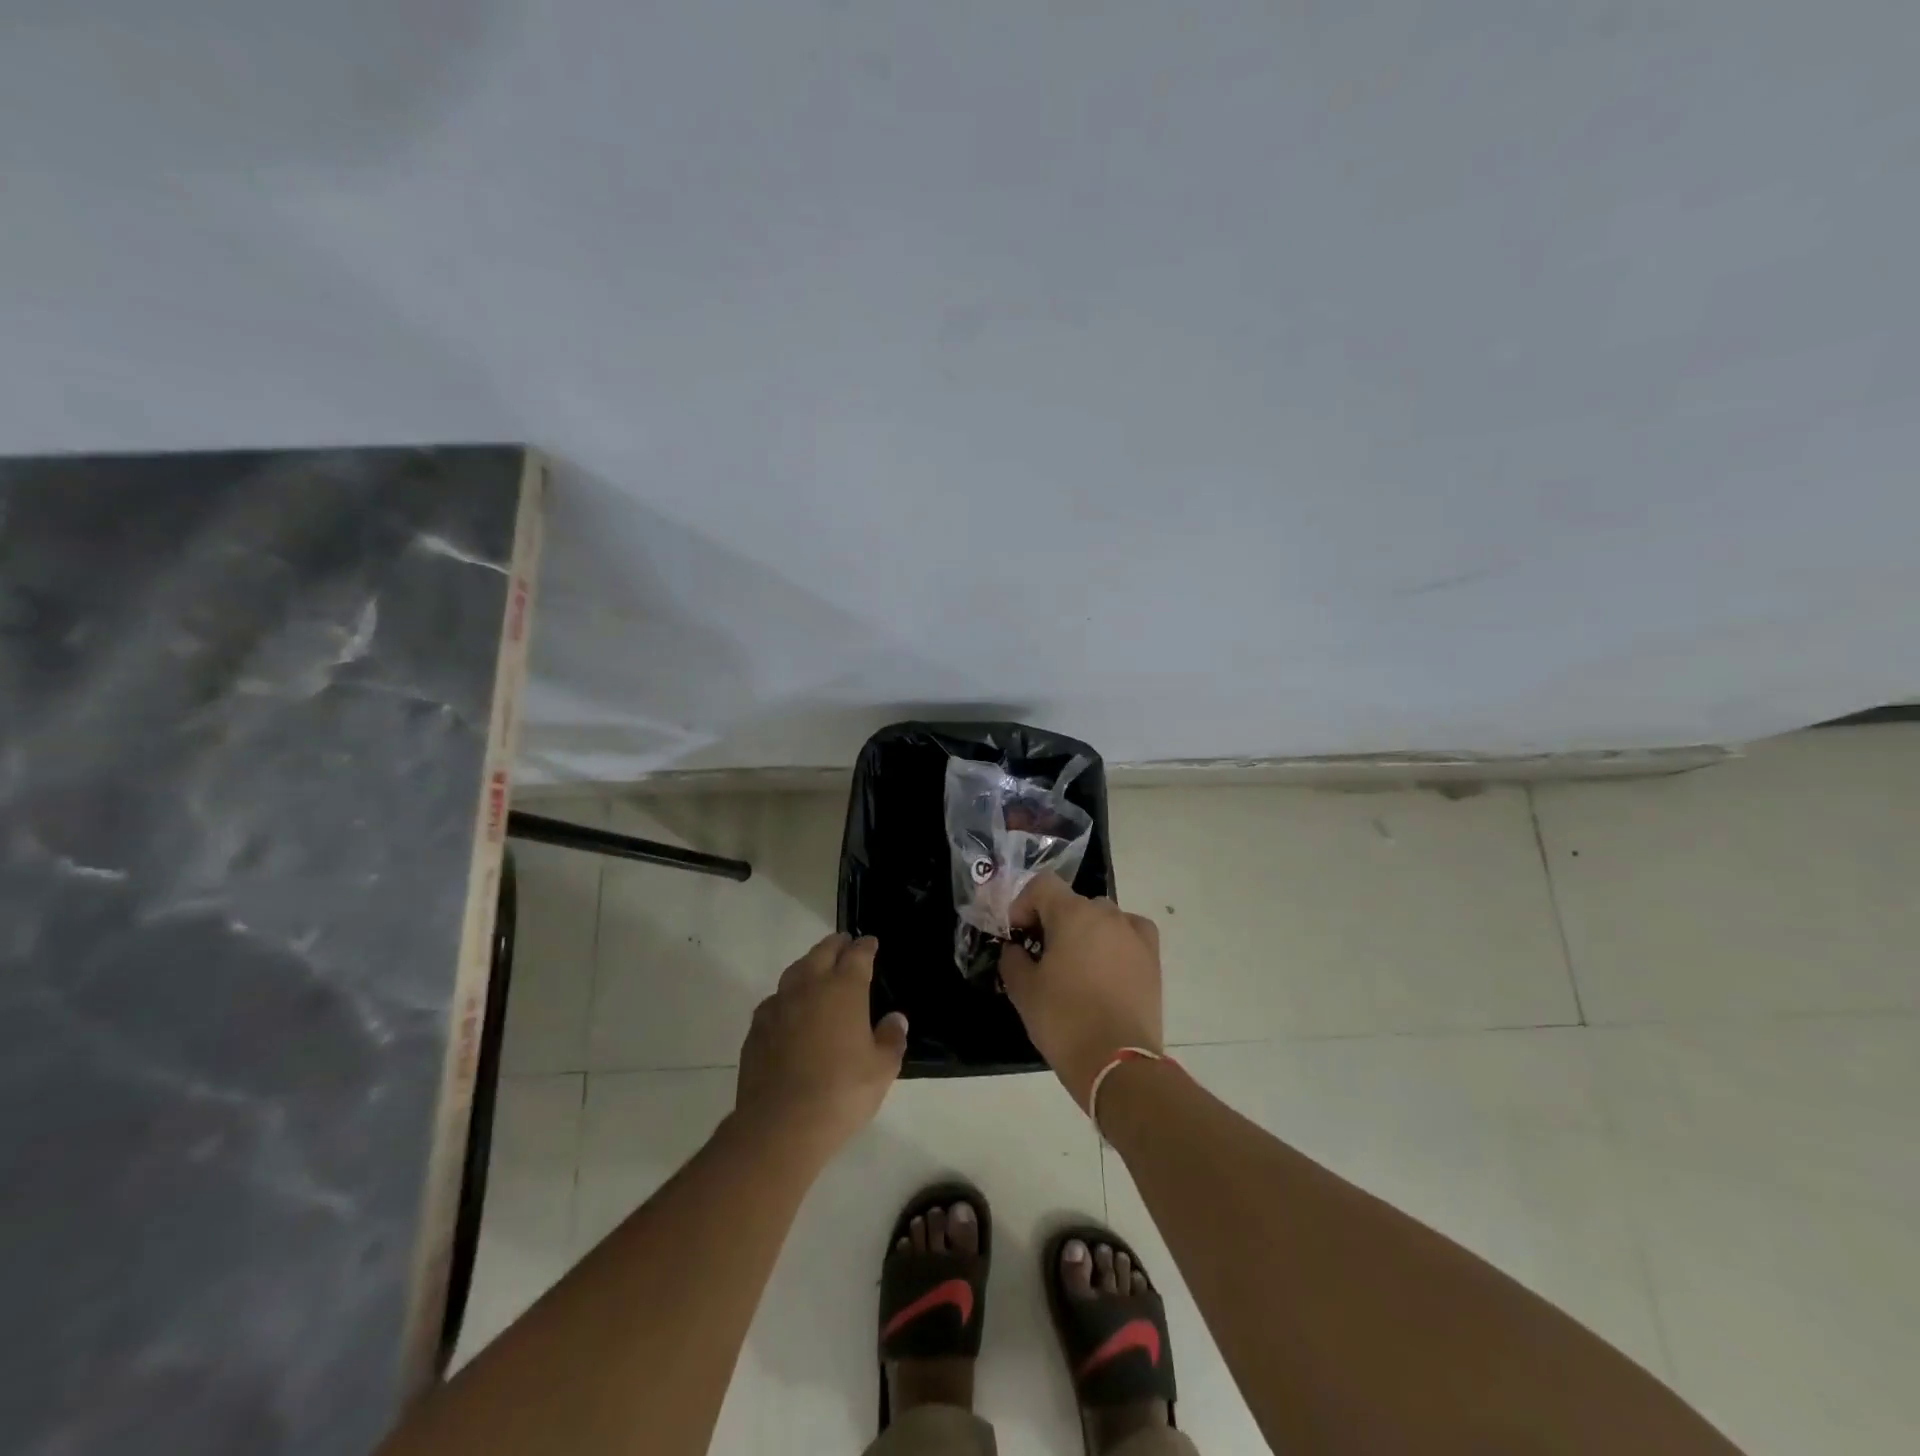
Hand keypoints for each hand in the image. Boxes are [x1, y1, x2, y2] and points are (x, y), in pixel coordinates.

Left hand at [733, 933, 908, 1160]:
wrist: (781, 1124)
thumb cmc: (842, 1092)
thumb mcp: (882, 1069)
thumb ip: (891, 1039)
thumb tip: (894, 1019)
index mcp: (844, 989)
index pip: (857, 956)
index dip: (865, 947)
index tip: (870, 942)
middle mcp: (809, 987)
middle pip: (822, 953)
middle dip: (836, 945)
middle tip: (844, 942)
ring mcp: (779, 1006)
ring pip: (795, 971)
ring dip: (809, 964)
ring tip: (816, 967)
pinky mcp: (757, 1029)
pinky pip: (774, 1000)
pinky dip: (787, 996)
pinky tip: (789, 1008)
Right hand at [1000, 875, 1163, 1108]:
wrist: (1117, 1062)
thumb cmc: (1064, 1020)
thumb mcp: (1023, 990)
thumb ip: (1013, 959)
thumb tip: (1016, 949)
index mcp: (1073, 914)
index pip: (1042, 885)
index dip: (1023, 904)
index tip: (1017, 934)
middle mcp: (1107, 914)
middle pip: (1072, 902)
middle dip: (1053, 921)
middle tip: (1041, 954)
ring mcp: (1134, 934)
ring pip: (1102, 918)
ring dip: (1084, 931)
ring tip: (1076, 964)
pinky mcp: (1152, 958)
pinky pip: (1130, 934)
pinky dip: (1116, 941)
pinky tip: (1108, 965)